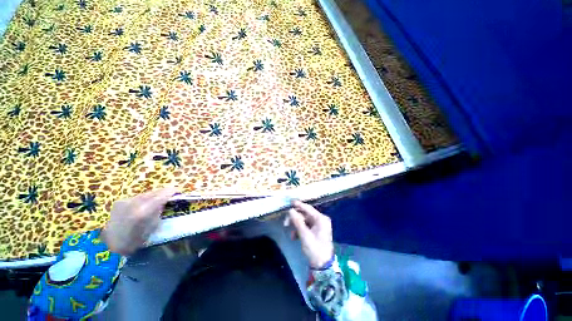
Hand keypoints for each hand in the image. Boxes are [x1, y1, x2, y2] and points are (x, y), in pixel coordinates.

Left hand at [101, 187, 176, 255]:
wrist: (110, 241)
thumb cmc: (130, 244)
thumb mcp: (146, 235)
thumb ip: (153, 220)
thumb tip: (160, 208)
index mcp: (141, 214)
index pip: (156, 199)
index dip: (166, 194)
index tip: (175, 190)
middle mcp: (133, 203)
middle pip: (149, 194)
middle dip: (159, 192)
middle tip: (168, 192)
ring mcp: (125, 201)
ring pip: (141, 195)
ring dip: (150, 196)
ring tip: (157, 197)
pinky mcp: (119, 201)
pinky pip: (134, 198)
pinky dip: (141, 200)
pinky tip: (142, 205)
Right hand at [285, 200, 333, 268]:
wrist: (322, 262)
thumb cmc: (314, 248)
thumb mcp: (304, 235)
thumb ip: (297, 221)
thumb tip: (290, 210)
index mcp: (321, 219)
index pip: (308, 208)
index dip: (298, 205)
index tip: (289, 202)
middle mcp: (321, 221)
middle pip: (305, 215)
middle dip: (295, 219)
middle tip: (285, 224)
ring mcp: (319, 227)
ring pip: (304, 222)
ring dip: (296, 226)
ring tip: (291, 235)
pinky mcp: (316, 233)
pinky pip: (306, 228)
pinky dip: (300, 231)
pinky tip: (294, 238)